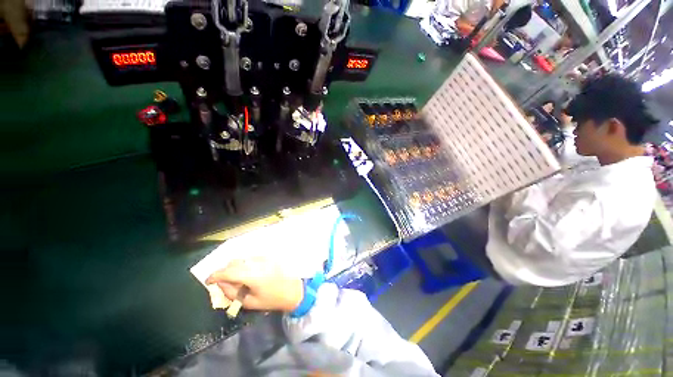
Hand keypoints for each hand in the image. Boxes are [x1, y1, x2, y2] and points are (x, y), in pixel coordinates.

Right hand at [205, 258, 303, 311]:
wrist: (294, 289)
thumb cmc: (272, 299)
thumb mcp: (249, 301)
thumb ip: (232, 292)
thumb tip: (221, 284)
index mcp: (251, 274)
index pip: (227, 271)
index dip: (214, 275)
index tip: (208, 281)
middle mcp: (256, 262)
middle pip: (233, 262)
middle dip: (224, 272)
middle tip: (223, 283)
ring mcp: (263, 257)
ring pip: (242, 259)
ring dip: (234, 267)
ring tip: (236, 279)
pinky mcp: (268, 256)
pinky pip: (251, 258)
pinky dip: (244, 264)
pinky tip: (247, 274)